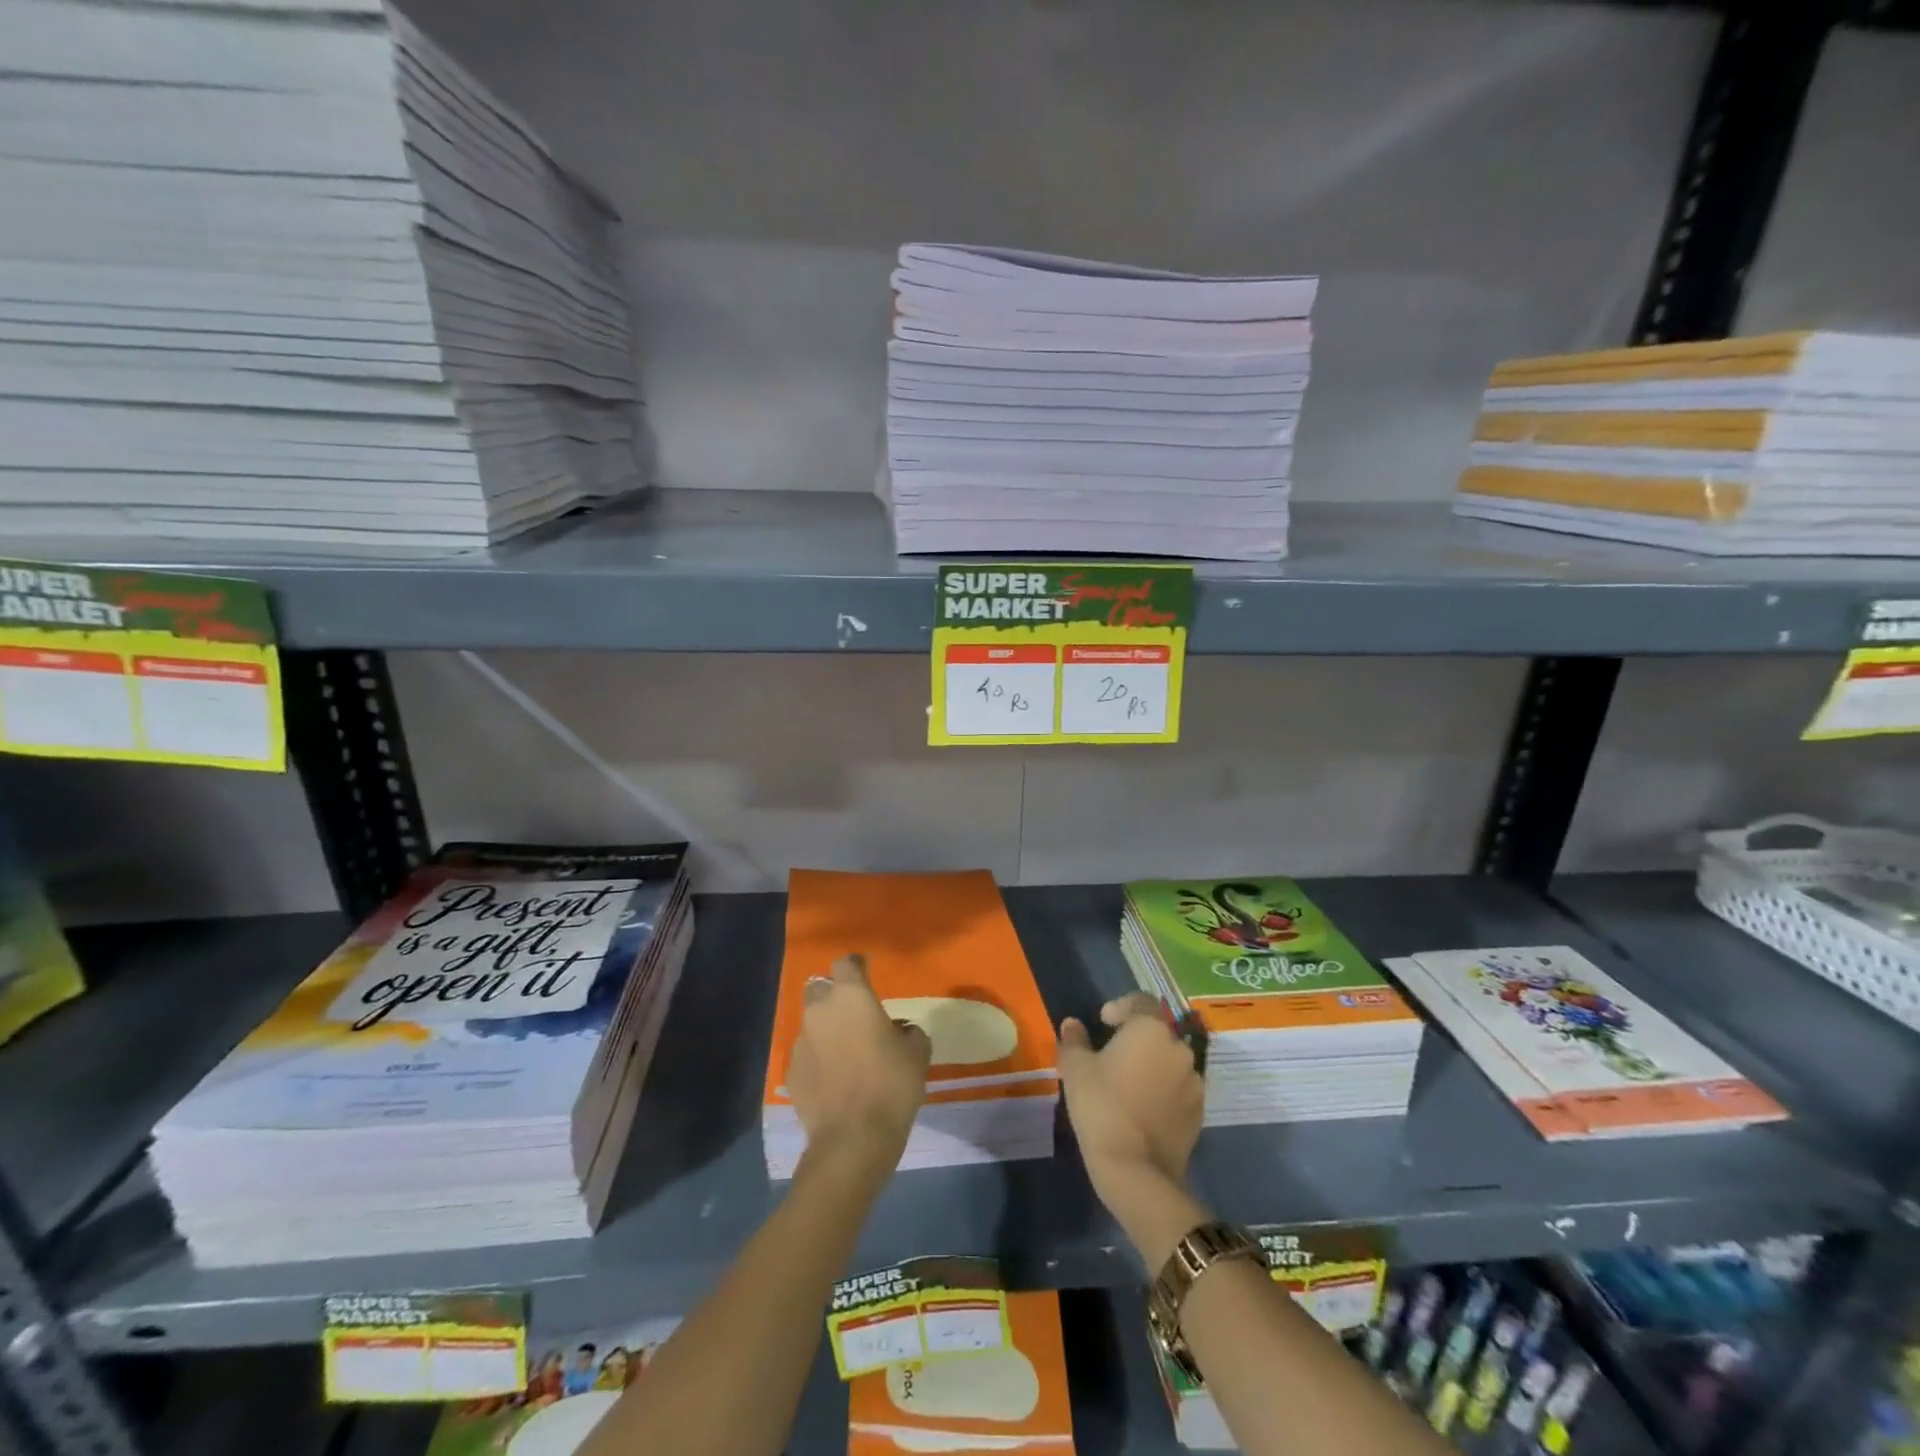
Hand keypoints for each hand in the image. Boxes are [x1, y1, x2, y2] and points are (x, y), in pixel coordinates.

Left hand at [789, 954, 930, 1173]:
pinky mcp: (791, 1072)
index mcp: (851, 996)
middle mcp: (820, 1010)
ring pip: (812, 1023)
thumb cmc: (891, 1085)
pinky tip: (833, 1079)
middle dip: (834, 996)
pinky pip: (807, 1054)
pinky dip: (818, 1059)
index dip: (857, 967)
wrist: (854, 1139)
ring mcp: (801, 1041)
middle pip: (820, 988)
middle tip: (854, 1014)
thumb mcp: (917, 1054)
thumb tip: (900, 1032)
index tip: (867, 973)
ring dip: (826, 1029)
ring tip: (845, 1051)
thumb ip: (909, 1033)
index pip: (846, 963)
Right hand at [1059, 993, 1203, 1199]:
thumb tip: (1072, 1025)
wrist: (1136, 1170)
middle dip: (1136, 1038)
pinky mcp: (1199, 1112)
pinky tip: (1142, 1108)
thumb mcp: (1076, 1068)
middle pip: (1157, 1032)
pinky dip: (1162, 1090)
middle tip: (1111, 1055)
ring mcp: (1194, 1082)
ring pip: (1169, 1061)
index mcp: (1151, 1029)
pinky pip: (1178, 1088)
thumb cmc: (1101, 1106)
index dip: (1121, 1006)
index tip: (1103, 1023)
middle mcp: (1179, 1048)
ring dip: (1151, 1064)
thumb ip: (1074, 1040)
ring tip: (1127, 1084)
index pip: (1141, 1001)